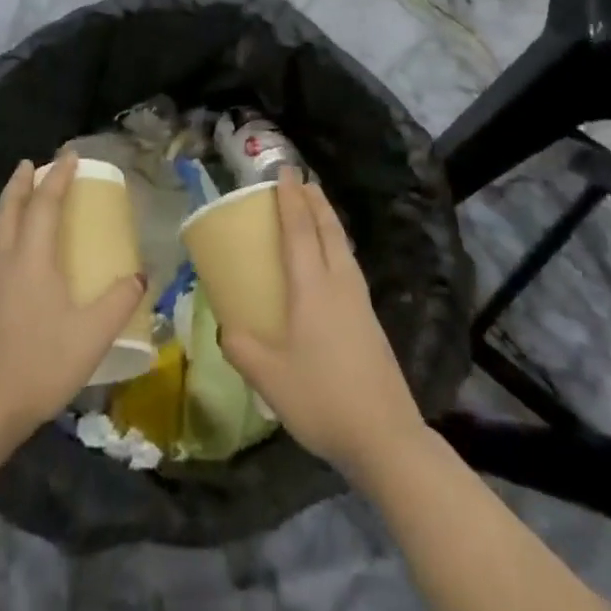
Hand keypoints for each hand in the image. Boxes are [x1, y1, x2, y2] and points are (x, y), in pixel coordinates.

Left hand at [0, 150, 146, 452]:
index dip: (59, 176)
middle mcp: (5, 260)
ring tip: (24, 195)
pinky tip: (15, 249)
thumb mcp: (90, 337)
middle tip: (33, 163)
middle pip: (10, 207)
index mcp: (31, 259)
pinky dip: (6, 229)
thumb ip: (118, 302)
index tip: (70, 155)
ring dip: (11, 203)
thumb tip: (140, 275)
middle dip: (22, 181)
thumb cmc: (38, 366)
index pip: (45, 203)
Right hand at [219, 168, 426, 481]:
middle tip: (301, 180)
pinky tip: (333, 261)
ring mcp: (360, 302)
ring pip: (343, 246)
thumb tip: (225, 329)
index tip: (284, 172)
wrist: (386, 437)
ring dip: (328, 220)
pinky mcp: (371, 320)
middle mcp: (339, 284)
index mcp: (312, 287)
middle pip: (328, 229)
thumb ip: (241, 348)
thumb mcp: (268, 377)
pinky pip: (349, 265)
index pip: (299, 230)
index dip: (290, 199)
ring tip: (317, 209)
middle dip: (314, 200)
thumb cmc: (322, 399)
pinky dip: (336, 245)